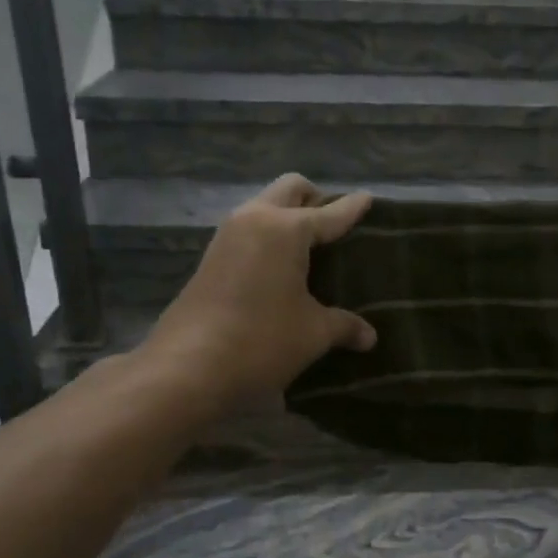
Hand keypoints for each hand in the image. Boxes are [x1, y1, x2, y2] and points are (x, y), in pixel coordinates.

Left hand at [143, 174, 376, 408]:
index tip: (369, 198)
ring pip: (264, 207)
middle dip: (316, 198)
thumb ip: (344, 326)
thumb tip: (370, 337)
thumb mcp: (313, 333)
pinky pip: (249, 231)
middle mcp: (255, 220)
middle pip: (290, 190)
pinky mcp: (211, 258)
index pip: (330, 213)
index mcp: (286, 229)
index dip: (353, 207)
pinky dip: (269, 236)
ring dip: (288, 216)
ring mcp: (227, 236)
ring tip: (311, 247)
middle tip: (336, 224)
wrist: (187, 367)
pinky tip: (282, 267)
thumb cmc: (261, 340)